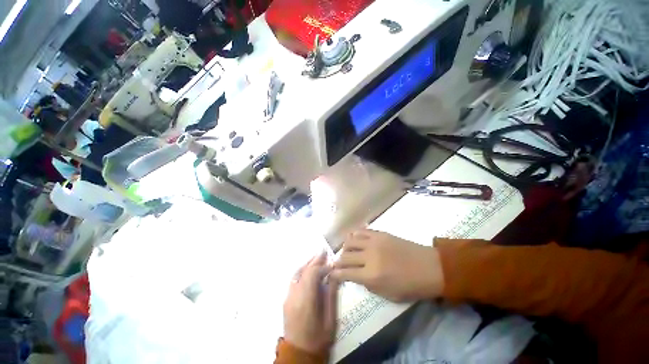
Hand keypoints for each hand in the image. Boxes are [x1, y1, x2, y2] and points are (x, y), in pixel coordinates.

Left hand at [283, 253, 338, 354]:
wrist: (298, 354)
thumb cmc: (318, 339)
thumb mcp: (330, 319)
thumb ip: (331, 295)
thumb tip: (334, 275)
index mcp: (305, 300)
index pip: (312, 274)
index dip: (322, 266)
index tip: (332, 265)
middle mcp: (294, 295)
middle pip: (304, 271)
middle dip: (315, 260)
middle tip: (324, 251)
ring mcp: (288, 296)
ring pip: (297, 273)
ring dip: (308, 263)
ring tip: (317, 257)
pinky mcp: (286, 299)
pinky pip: (294, 279)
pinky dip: (303, 271)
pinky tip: (309, 269)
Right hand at [331, 229, 443, 302]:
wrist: (429, 267)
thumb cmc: (410, 286)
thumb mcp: (387, 294)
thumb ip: (368, 284)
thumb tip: (356, 274)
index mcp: (372, 275)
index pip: (346, 273)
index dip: (335, 274)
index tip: (330, 273)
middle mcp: (369, 256)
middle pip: (345, 256)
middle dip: (338, 261)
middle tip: (339, 264)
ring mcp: (374, 242)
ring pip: (350, 240)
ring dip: (345, 247)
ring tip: (347, 251)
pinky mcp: (380, 233)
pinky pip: (361, 231)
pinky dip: (354, 235)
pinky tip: (355, 239)